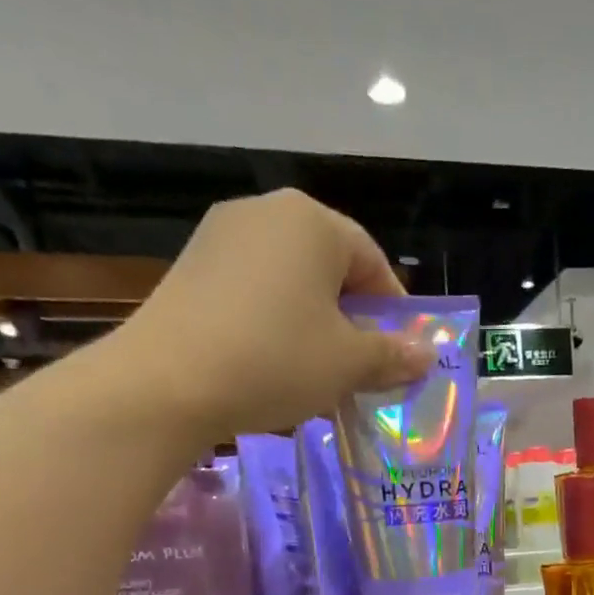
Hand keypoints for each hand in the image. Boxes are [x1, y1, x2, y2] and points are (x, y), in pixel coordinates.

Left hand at [108, 189, 431, 444]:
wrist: (167, 382)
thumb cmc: (276, 360)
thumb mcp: (348, 364)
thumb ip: (392, 355)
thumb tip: (426, 354)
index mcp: (312, 221)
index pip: (372, 261)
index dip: (393, 311)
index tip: (399, 354)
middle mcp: (266, 212)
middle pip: (330, 268)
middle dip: (352, 319)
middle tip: (360, 368)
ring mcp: (221, 237)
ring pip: (290, 282)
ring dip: (314, 325)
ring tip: (317, 372)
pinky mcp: (191, 268)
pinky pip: (253, 292)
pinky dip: (274, 324)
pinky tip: (271, 365)